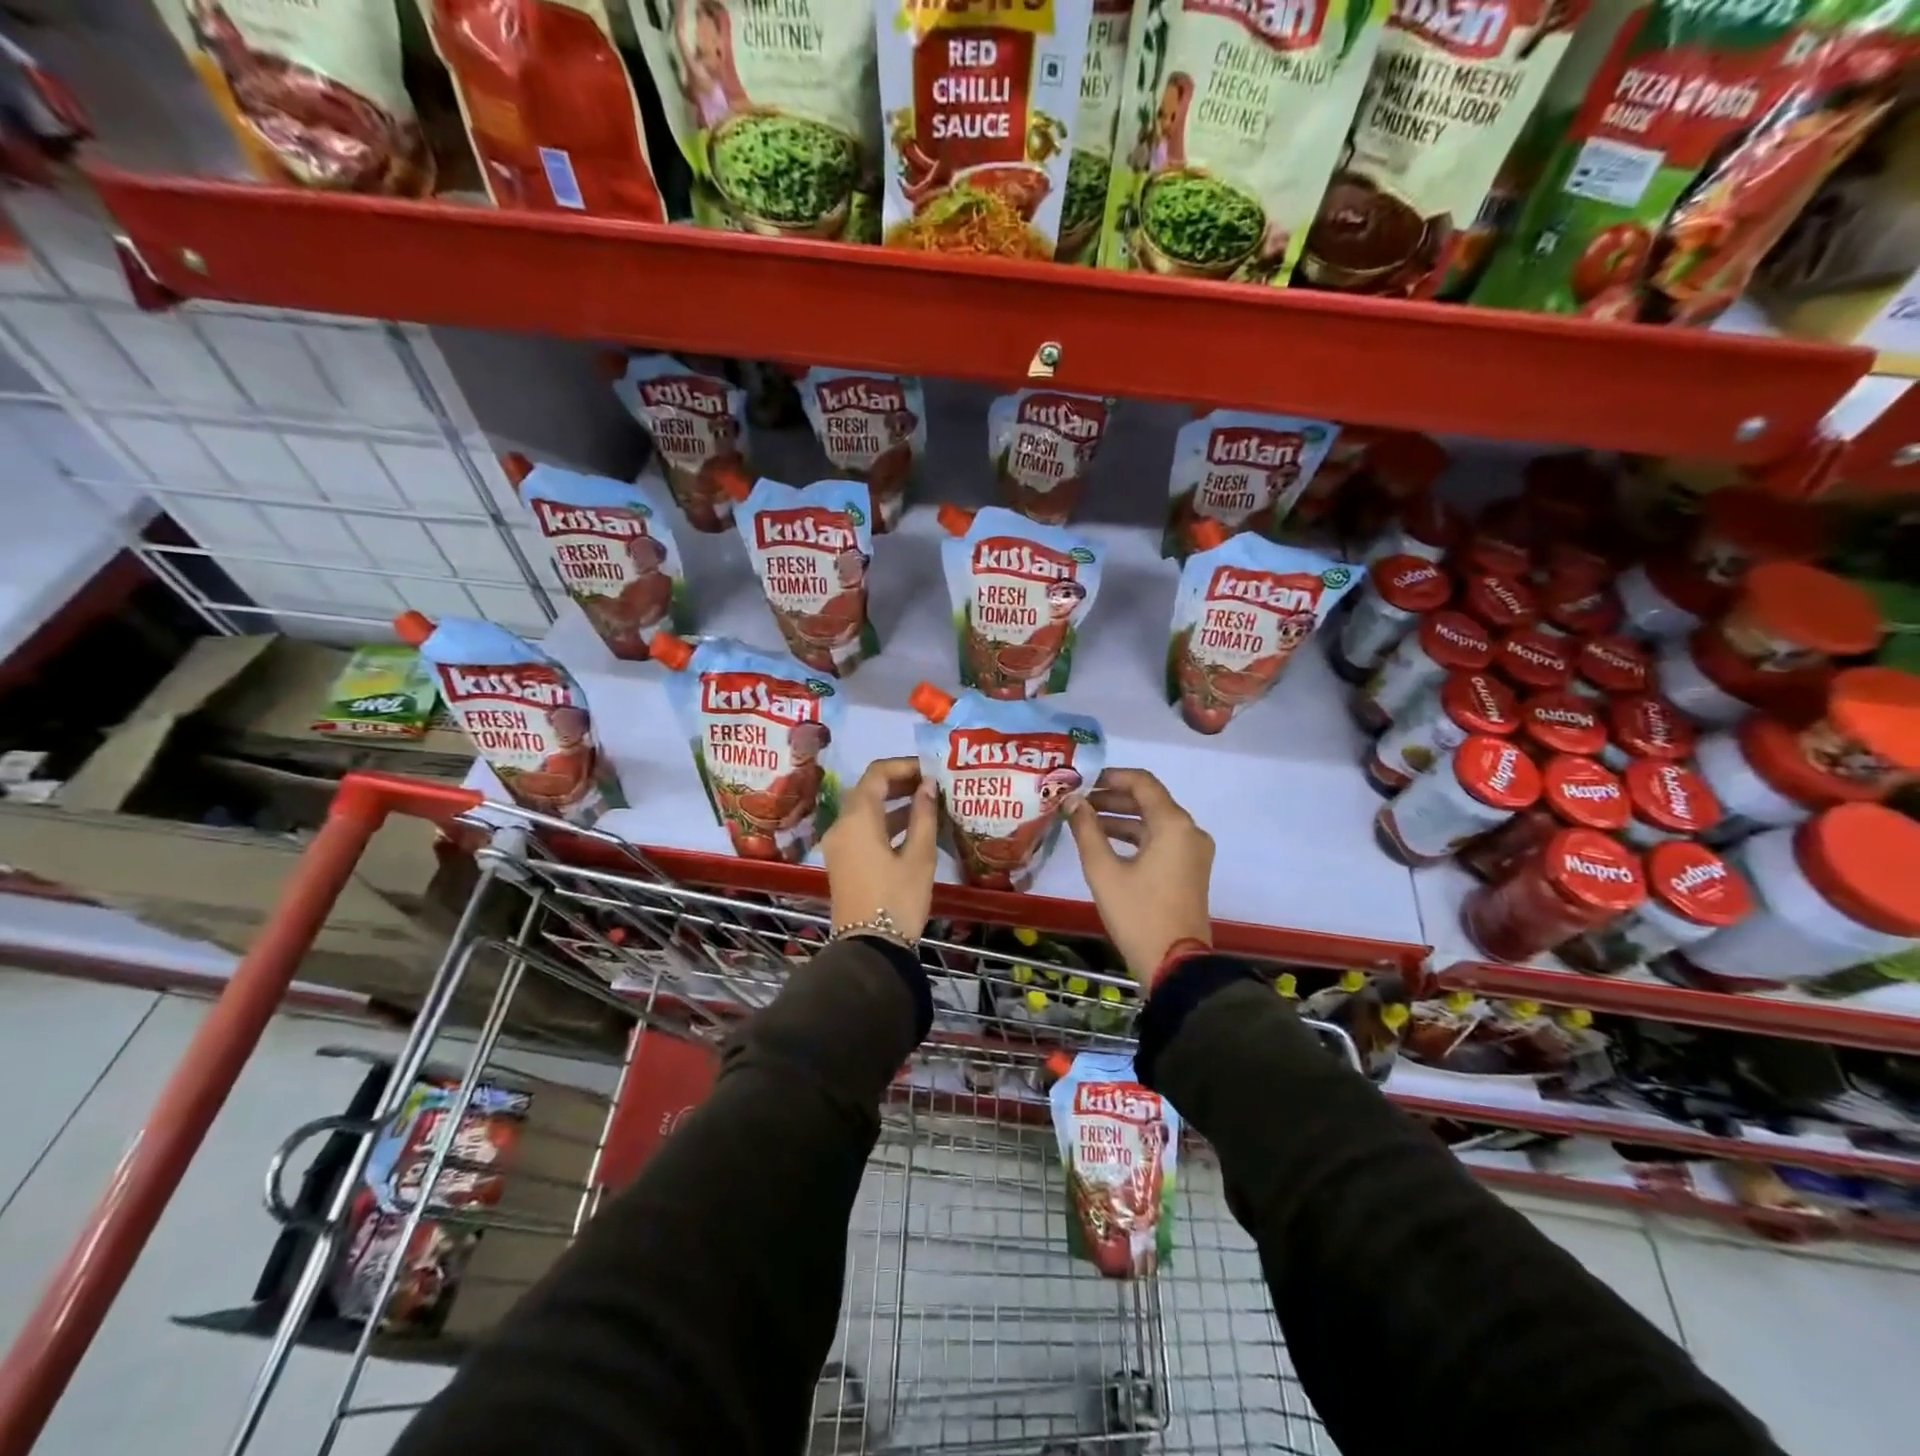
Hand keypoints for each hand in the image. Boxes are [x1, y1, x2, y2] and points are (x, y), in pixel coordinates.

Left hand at [820, 757, 938, 943]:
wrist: (869, 949)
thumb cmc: (898, 899)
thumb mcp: (919, 856)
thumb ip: (923, 815)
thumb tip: (927, 784)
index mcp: (857, 818)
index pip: (877, 773)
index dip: (904, 765)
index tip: (931, 769)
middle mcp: (841, 825)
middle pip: (868, 789)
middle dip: (900, 782)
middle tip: (932, 783)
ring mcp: (838, 845)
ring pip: (865, 810)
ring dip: (894, 802)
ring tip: (928, 802)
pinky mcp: (842, 861)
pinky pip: (862, 829)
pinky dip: (885, 821)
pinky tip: (913, 828)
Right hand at [1065, 768, 1214, 986]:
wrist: (1175, 965)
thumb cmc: (1138, 914)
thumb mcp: (1104, 870)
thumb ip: (1086, 829)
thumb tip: (1071, 801)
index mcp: (1173, 824)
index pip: (1142, 782)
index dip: (1110, 776)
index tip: (1081, 781)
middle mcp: (1189, 831)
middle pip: (1149, 800)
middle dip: (1111, 798)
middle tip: (1077, 802)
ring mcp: (1193, 851)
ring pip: (1154, 822)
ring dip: (1121, 818)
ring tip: (1084, 822)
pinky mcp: (1190, 869)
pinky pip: (1161, 840)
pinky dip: (1134, 837)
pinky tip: (1104, 843)